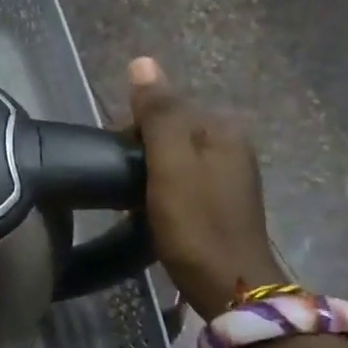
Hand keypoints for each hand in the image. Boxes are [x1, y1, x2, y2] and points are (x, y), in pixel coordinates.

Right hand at [128, 57, 284, 318]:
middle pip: (168, 132)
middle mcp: (231, 145)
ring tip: (133, 201)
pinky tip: (152, 212)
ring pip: (172, 158)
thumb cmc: (195, 223)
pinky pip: (181, 180)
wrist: (230, 286)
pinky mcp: (221, 203)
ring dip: (148, 173)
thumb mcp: (170, 164)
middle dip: (140, 152)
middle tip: (123, 187)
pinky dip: (162, 190)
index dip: (130, 131)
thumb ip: (157, 113)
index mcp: (222, 129)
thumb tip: (141, 61)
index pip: (163, 108)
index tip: (116, 163)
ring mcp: (229, 176)